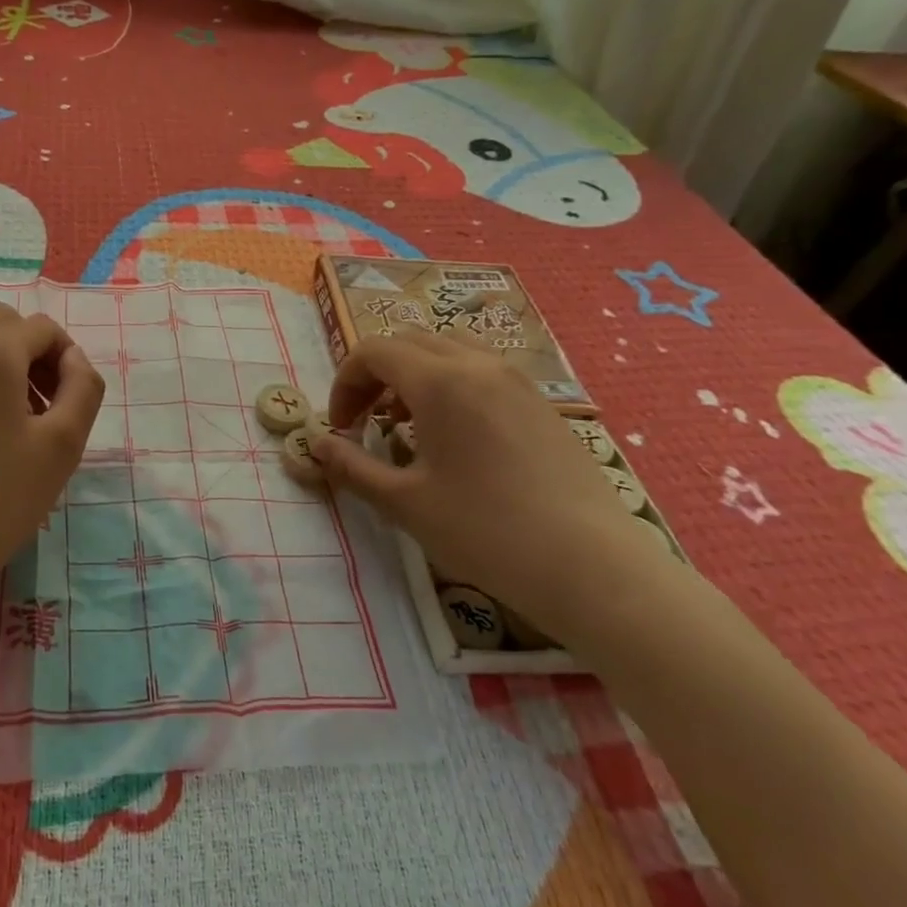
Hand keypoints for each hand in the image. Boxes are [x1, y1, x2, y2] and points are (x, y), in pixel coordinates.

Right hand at [309, 331, 663, 636]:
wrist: (590, 565)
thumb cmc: (485, 531)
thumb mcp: (403, 502)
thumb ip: (351, 466)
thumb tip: (316, 444)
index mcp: (439, 381)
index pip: (374, 351)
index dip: (345, 382)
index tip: (341, 426)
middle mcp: (478, 365)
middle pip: (410, 341)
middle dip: (376, 374)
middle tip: (366, 421)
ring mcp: (516, 380)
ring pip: (449, 348)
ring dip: (415, 373)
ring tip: (407, 422)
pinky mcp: (541, 403)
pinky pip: (482, 370)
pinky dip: (451, 383)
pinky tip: (455, 436)